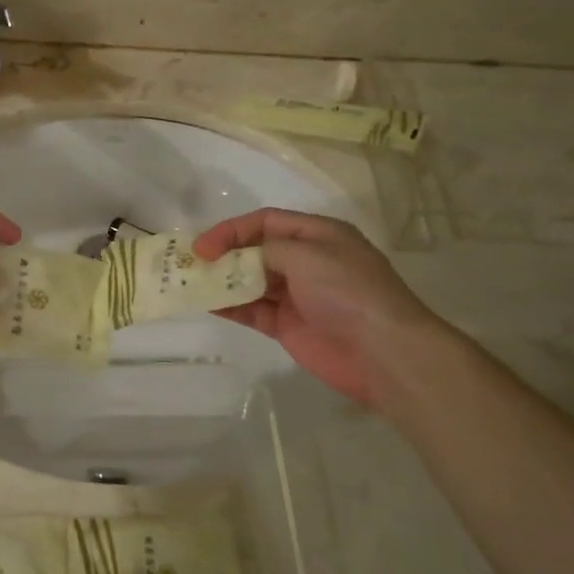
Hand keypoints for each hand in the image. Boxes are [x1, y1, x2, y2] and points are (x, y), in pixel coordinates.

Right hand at [194, 208, 448, 411]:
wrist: (383, 352)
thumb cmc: (347, 291)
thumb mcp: (307, 255)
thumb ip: (267, 250)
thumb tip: (241, 259)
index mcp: (317, 235)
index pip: (265, 222)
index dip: (231, 230)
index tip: (202, 246)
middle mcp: (306, 261)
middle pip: (256, 250)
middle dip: (223, 254)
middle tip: (190, 263)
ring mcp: (297, 295)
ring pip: (250, 281)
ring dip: (222, 280)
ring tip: (191, 282)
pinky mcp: (288, 326)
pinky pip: (252, 310)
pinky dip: (230, 305)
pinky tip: (207, 303)